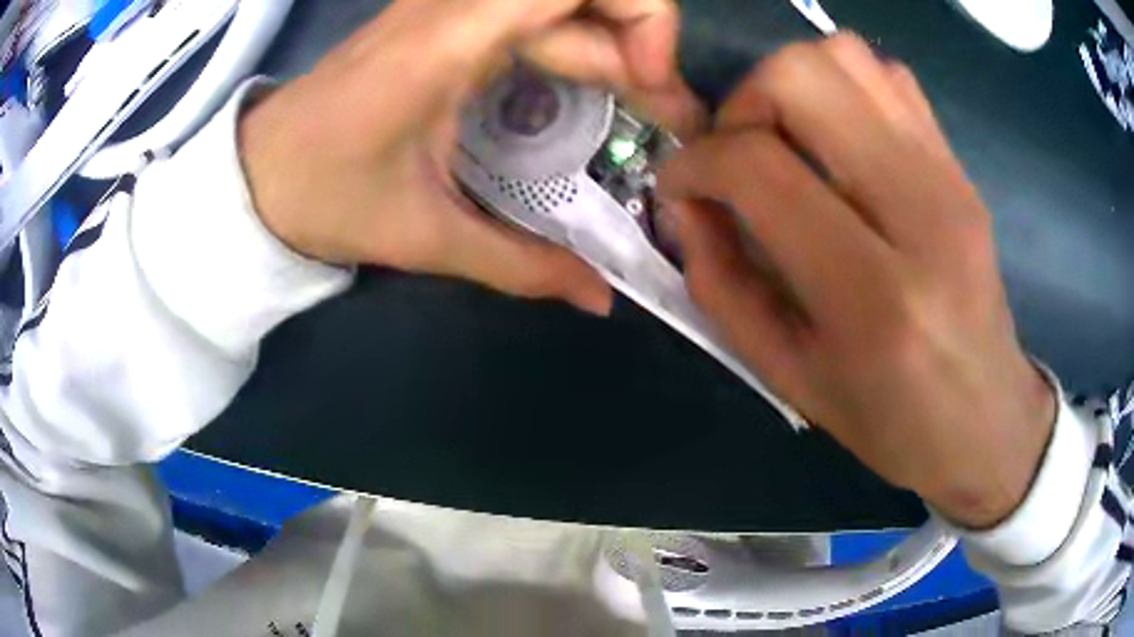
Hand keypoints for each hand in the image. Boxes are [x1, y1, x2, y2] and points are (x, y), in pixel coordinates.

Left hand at [238, 0, 703, 314]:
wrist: (258, 173)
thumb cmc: (325, 198)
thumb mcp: (426, 237)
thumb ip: (521, 266)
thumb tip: (600, 299)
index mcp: (449, 39)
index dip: (644, 16)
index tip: (651, 90)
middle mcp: (455, 3)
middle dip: (644, 42)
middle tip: (664, 116)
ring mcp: (449, 3)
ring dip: (616, 42)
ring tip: (640, 105)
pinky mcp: (446, 16)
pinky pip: (535, 9)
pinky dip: (580, 40)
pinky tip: (589, 87)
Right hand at [658, 34, 1055, 528]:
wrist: (986, 419)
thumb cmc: (890, 421)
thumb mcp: (789, 377)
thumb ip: (722, 285)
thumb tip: (685, 205)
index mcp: (872, 297)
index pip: (760, 168)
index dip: (697, 162)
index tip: (681, 186)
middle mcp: (921, 213)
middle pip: (804, 76)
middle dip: (744, 103)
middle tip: (739, 154)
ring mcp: (949, 177)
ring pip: (847, 57)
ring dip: (793, 86)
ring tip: (787, 143)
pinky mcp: (960, 166)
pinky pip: (889, 77)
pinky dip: (844, 88)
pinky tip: (838, 141)